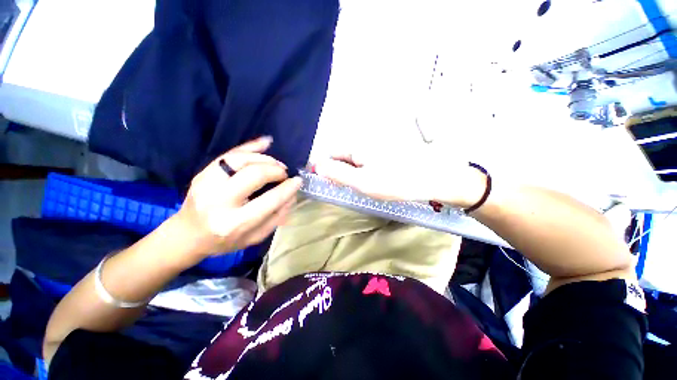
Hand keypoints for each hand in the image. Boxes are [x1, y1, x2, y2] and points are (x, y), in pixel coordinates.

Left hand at [175, 137, 301, 257]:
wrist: (187, 235)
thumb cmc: (225, 241)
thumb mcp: (255, 237)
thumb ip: (277, 217)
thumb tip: (292, 195)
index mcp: (235, 223)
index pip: (270, 200)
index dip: (288, 188)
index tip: (298, 181)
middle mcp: (219, 202)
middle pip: (254, 175)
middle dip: (276, 170)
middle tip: (284, 173)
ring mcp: (206, 184)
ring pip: (240, 160)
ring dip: (265, 159)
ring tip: (276, 164)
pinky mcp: (202, 174)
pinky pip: (228, 154)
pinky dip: (249, 146)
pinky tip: (266, 142)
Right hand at [313, 151, 486, 207]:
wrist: (436, 179)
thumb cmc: (398, 182)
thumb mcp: (363, 182)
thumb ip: (338, 173)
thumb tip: (319, 166)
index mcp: (357, 145)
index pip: (330, 154)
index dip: (325, 169)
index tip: (326, 183)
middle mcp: (364, 141)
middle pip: (342, 157)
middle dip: (340, 172)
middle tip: (350, 189)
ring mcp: (376, 146)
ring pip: (355, 160)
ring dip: (353, 173)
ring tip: (364, 186)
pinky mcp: (385, 152)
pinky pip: (367, 161)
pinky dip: (365, 172)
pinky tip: (374, 181)